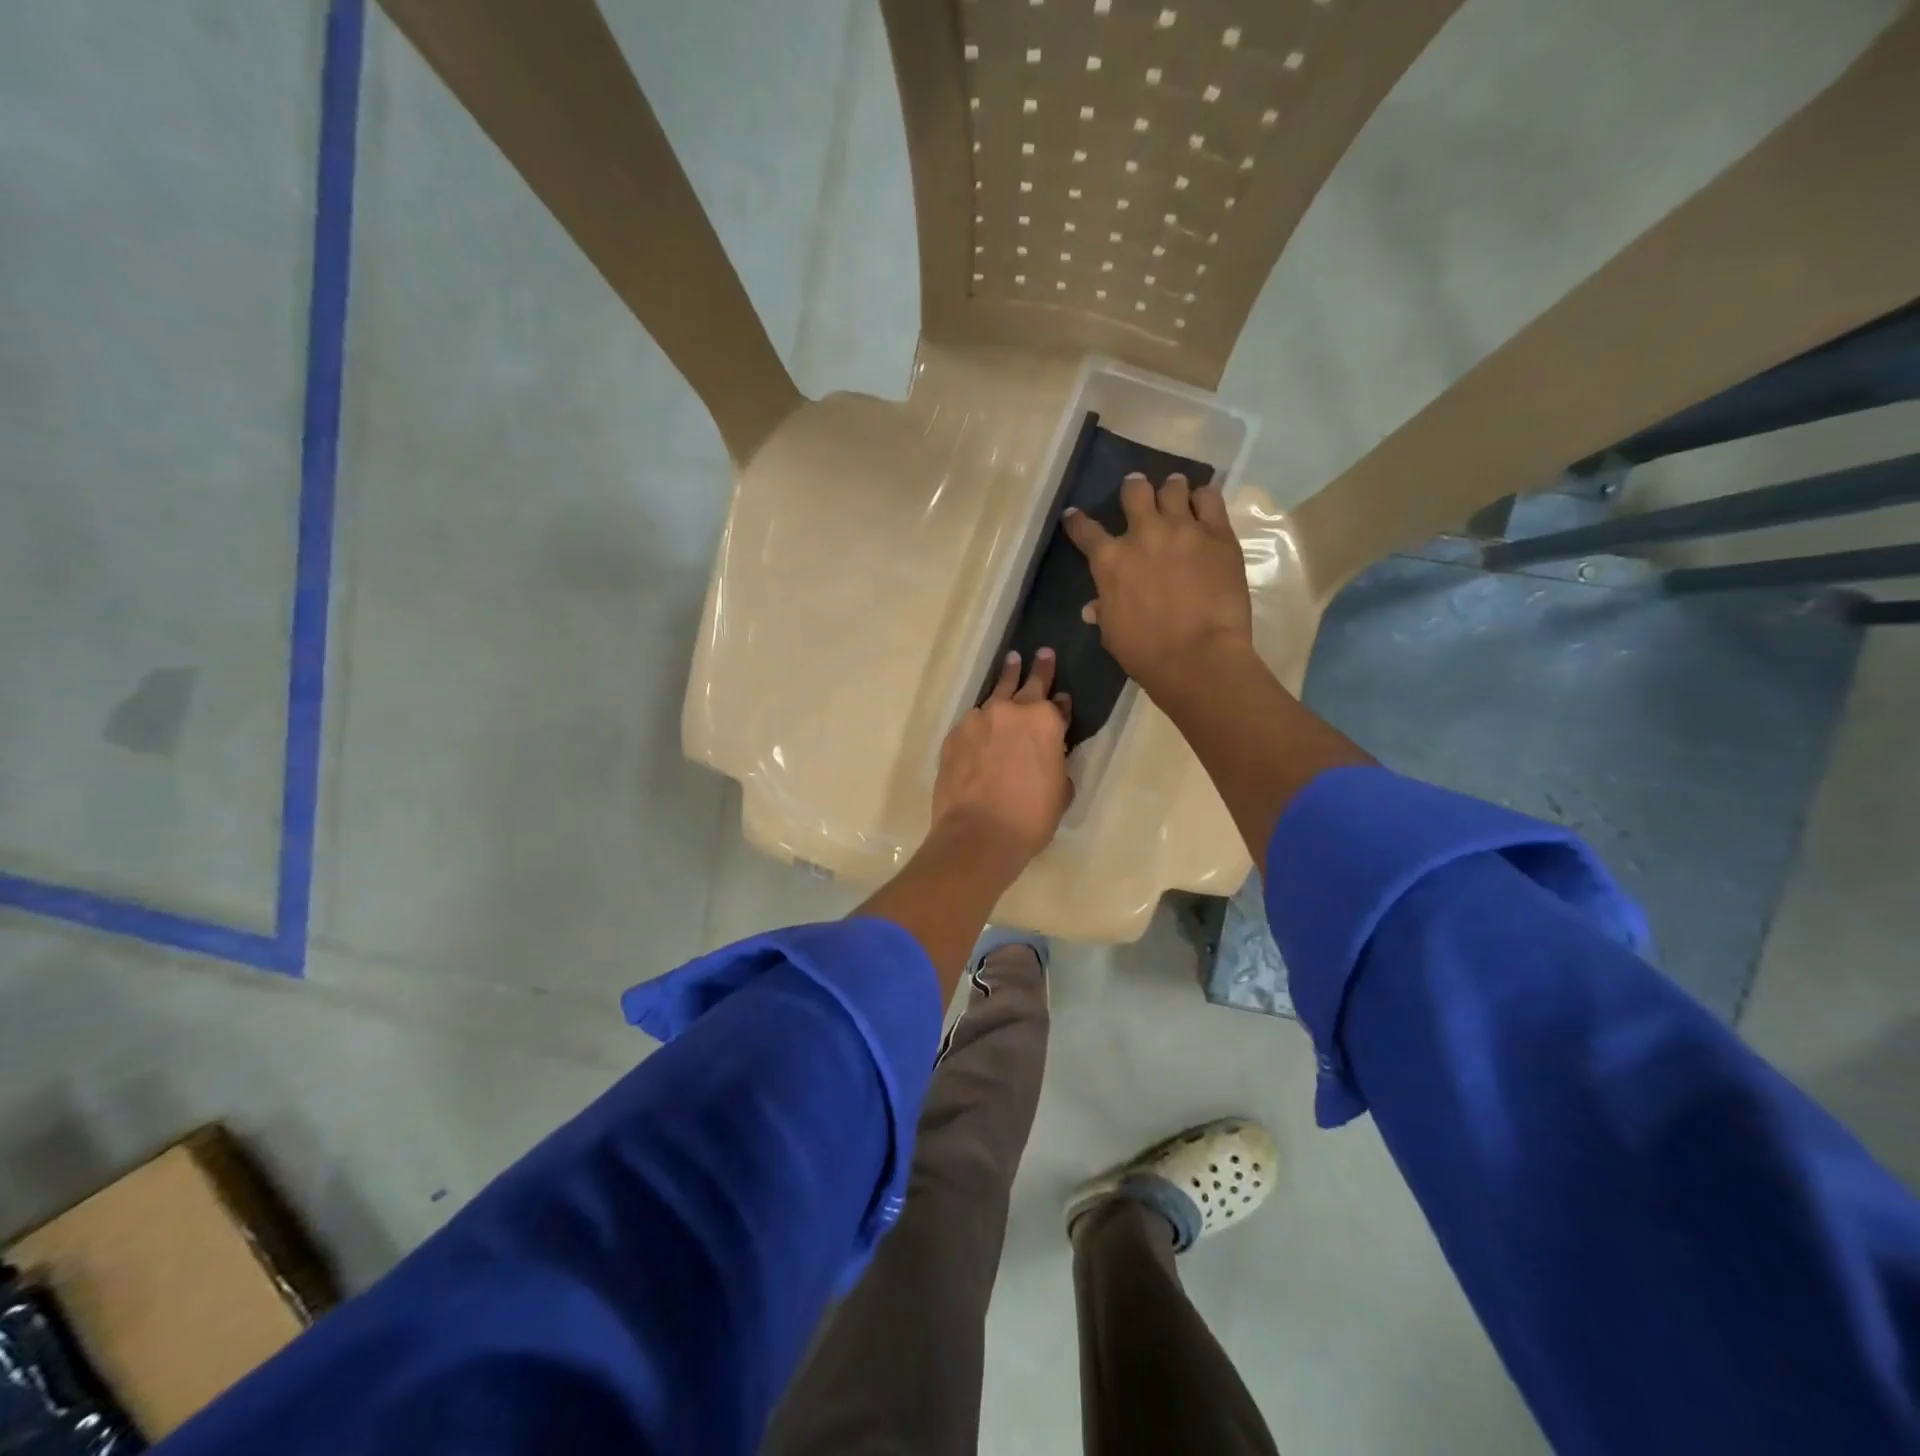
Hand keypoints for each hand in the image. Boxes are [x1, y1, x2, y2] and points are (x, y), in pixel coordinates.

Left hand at [931, 648, 1072, 868]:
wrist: (978, 834)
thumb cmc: (1031, 817)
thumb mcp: (1060, 789)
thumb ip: (1057, 760)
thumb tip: (1050, 750)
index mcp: (1045, 720)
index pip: (1058, 703)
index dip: (1061, 703)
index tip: (1062, 699)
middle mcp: (1011, 710)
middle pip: (1026, 683)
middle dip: (1036, 668)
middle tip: (1041, 653)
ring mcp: (978, 719)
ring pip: (995, 695)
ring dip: (1005, 682)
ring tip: (1010, 664)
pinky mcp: (954, 734)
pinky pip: (973, 721)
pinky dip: (981, 721)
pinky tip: (982, 725)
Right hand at [1061, 472, 1253, 700]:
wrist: (1198, 656)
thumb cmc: (1145, 652)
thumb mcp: (1112, 633)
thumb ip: (1104, 611)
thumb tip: (1092, 608)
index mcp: (1109, 560)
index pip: (1085, 530)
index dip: (1077, 521)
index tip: (1074, 515)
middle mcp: (1143, 534)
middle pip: (1134, 492)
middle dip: (1133, 489)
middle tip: (1136, 492)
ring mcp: (1183, 529)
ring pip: (1173, 487)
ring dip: (1170, 489)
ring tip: (1174, 494)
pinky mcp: (1218, 534)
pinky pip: (1210, 498)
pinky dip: (1203, 499)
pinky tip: (1203, 507)